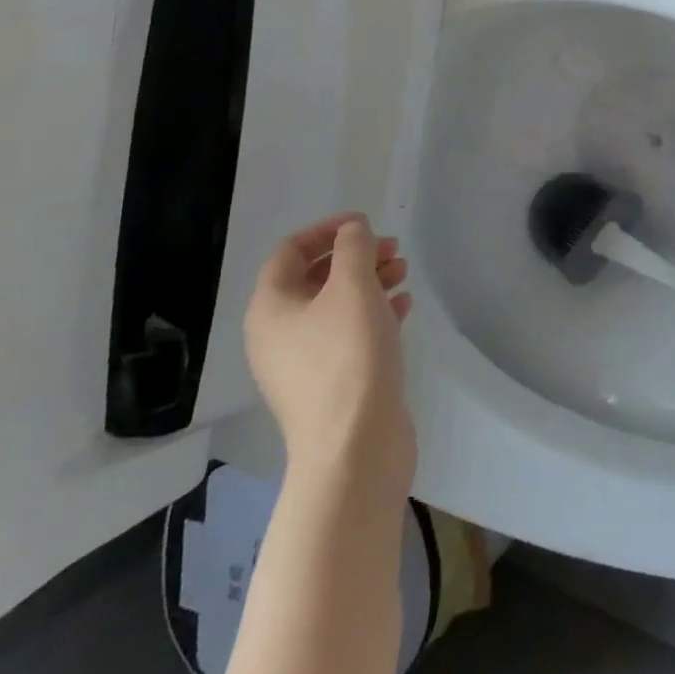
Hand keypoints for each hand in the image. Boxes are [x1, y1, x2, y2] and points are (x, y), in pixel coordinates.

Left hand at [244, 214, 415, 502]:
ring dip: (369, 281)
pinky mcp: (332, 383)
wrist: (355, 448)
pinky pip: (349, 333)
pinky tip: (404, 306)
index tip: (365, 225)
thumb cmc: (348, 357)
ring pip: (336, 305)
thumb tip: (353, 230)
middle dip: (355, 256)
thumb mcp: (353, 289)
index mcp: (270, 308)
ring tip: (403, 273)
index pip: (290, 250)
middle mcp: (278, 333)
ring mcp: (304, 362)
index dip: (326, 230)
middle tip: (393, 250)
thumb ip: (354, 248)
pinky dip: (374, 313)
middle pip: (314, 276)